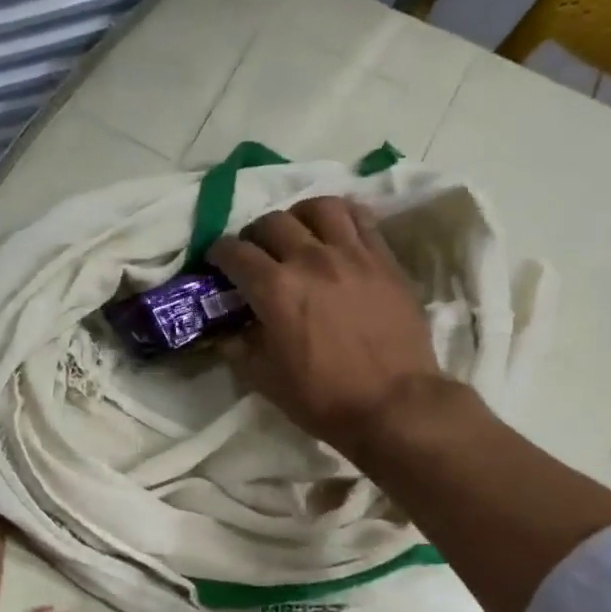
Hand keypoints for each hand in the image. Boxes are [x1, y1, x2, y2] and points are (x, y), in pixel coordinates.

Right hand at [208, 195, 449, 462]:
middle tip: (255, 255)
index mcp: (275, 289)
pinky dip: (341, 218)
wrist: (393, 404)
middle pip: (272, 222)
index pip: (235, 252)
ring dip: (299, 217)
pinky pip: (361, 218)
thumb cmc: (322, 397)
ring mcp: (352, 254)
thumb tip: (227, 332)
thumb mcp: (264, 380)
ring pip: (319, 207)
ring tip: (298, 233)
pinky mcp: (384, 259)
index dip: (218, 254)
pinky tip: (336, 234)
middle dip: (254, 236)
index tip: (217, 263)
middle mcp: (310, 259)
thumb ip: (238, 348)